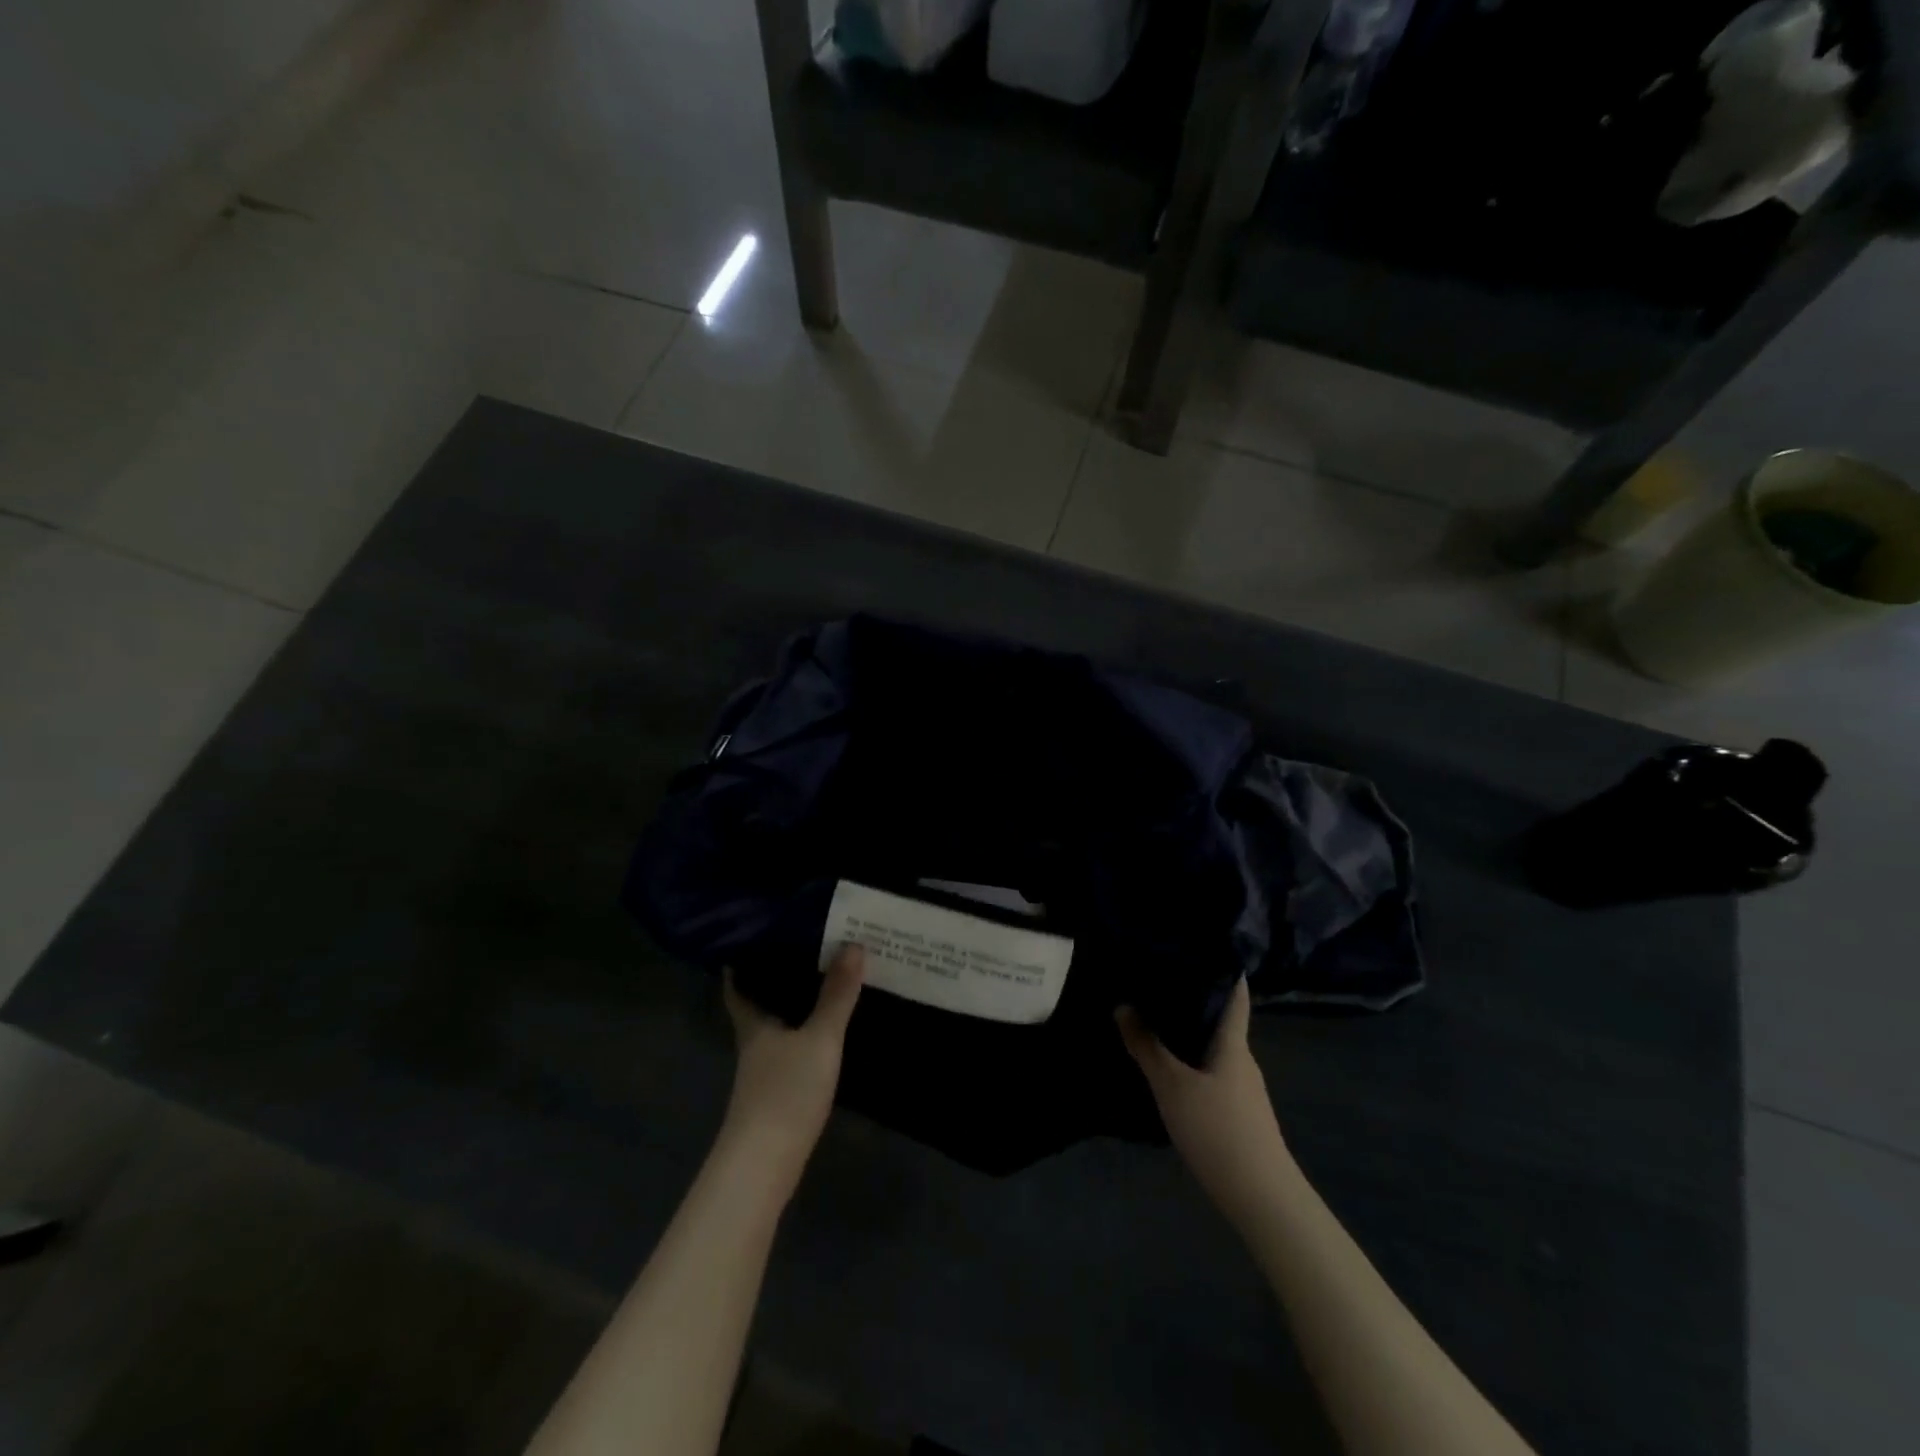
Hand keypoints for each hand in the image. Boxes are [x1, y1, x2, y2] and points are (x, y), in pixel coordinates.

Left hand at [719, 945, 864, 1194]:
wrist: (764, 1165)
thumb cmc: (785, 1092)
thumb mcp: (820, 1038)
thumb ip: (837, 994)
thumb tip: (854, 943)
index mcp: (754, 1022)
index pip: (738, 984)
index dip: (743, 961)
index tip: (758, 935)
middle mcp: (754, 1042)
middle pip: (758, 1003)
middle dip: (776, 978)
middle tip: (806, 948)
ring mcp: (763, 1071)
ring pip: (775, 1026)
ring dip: (792, 1005)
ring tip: (823, 980)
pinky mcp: (776, 1093)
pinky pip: (789, 1048)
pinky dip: (803, 1034)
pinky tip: (824, 1032)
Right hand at [1117, 980, 1294, 1226]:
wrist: (1262, 1198)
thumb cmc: (1218, 1129)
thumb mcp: (1172, 1085)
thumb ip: (1147, 1046)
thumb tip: (1123, 1006)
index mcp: (1233, 1044)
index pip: (1234, 996)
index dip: (1224, 970)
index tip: (1203, 947)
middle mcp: (1242, 1060)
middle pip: (1221, 1021)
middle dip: (1194, 1000)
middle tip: (1158, 982)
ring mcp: (1244, 1089)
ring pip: (1215, 1049)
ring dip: (1190, 1034)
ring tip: (1156, 1021)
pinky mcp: (1239, 1114)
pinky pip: (1213, 1073)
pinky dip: (1193, 1062)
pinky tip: (1171, 1070)